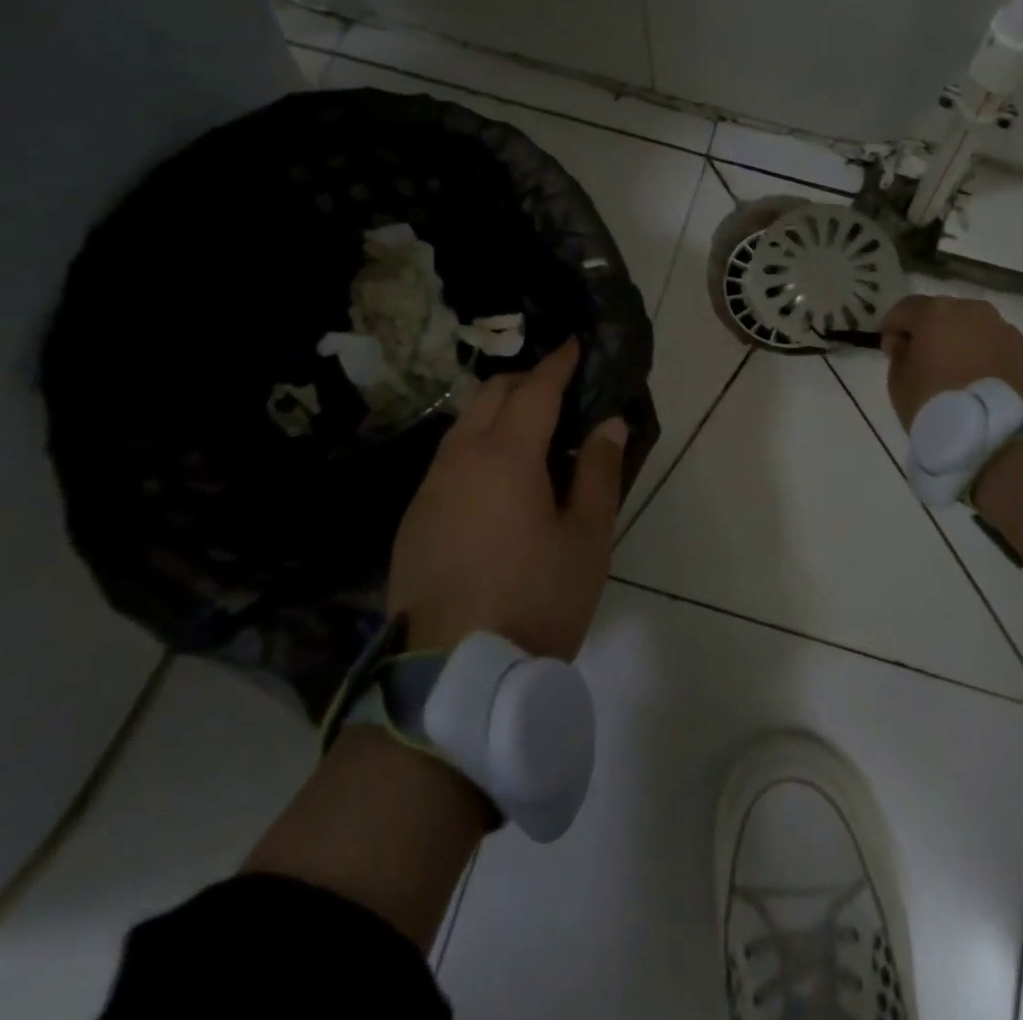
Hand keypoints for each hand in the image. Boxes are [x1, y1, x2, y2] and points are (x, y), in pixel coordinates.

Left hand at [386, 340, 626, 658]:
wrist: (451, 679)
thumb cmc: (535, 600)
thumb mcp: (587, 539)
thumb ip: (599, 472)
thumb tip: (608, 423)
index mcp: (506, 456)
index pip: (535, 389)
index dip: (558, 363)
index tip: (575, 344)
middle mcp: (459, 459)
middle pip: (490, 395)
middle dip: (526, 380)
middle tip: (560, 389)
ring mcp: (429, 489)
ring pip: (463, 425)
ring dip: (497, 412)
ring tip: (532, 431)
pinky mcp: (414, 519)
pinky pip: (448, 460)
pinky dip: (477, 445)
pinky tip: (497, 479)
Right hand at [879, 295, 1022, 429]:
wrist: (992, 433)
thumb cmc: (934, 402)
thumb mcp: (898, 381)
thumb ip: (898, 353)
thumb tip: (904, 341)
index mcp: (936, 312)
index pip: (905, 308)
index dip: (892, 324)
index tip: (888, 345)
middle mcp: (972, 310)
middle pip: (943, 313)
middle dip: (930, 330)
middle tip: (922, 357)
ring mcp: (1003, 329)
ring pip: (973, 327)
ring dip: (961, 340)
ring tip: (955, 368)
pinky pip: (996, 345)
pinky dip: (985, 355)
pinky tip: (979, 378)